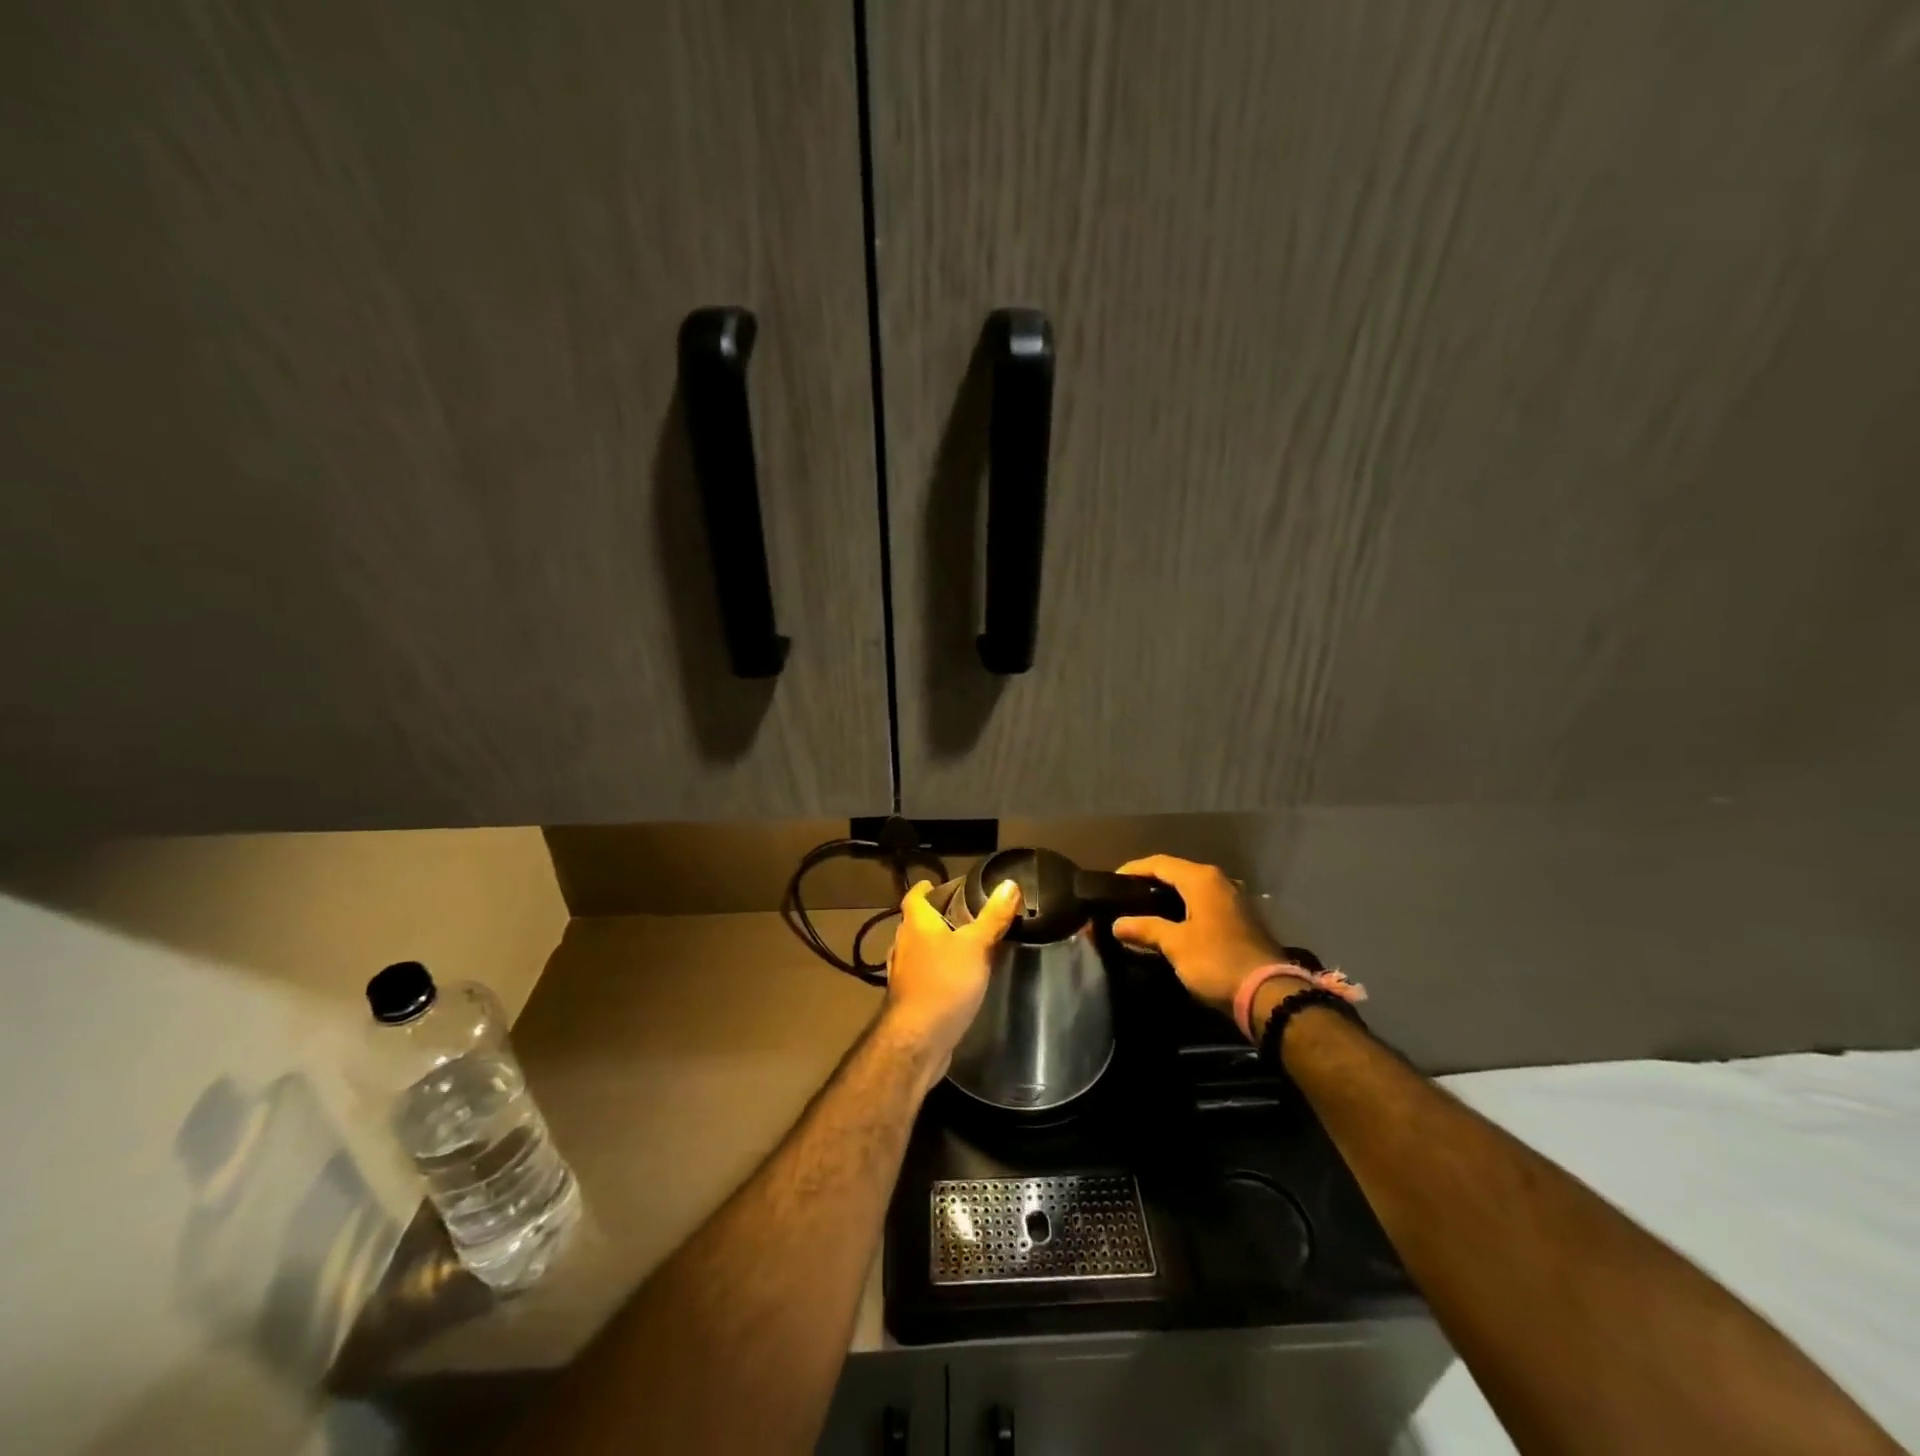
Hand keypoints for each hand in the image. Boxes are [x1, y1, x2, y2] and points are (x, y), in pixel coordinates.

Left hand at [883, 878, 1022, 1065]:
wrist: (918, 1040)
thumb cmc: (945, 983)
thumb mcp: (976, 946)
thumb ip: (993, 916)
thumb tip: (1009, 883)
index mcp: (916, 924)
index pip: (914, 897)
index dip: (926, 889)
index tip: (938, 885)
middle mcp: (903, 944)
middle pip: (916, 923)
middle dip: (935, 917)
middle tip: (963, 915)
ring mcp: (902, 974)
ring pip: (918, 950)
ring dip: (935, 945)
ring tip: (963, 945)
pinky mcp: (908, 1000)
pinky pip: (922, 975)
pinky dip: (935, 971)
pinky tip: (954, 979)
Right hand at [1111, 856, 1288, 1019]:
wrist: (1269, 994)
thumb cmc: (1216, 961)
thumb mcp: (1175, 944)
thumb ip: (1145, 928)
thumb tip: (1117, 923)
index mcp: (1202, 879)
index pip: (1159, 863)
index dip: (1133, 869)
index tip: (1111, 881)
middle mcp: (1220, 881)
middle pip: (1177, 873)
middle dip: (1150, 883)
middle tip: (1125, 897)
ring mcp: (1235, 900)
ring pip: (1192, 890)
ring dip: (1168, 897)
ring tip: (1144, 911)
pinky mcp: (1242, 920)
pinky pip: (1205, 905)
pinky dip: (1185, 910)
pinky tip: (1172, 925)